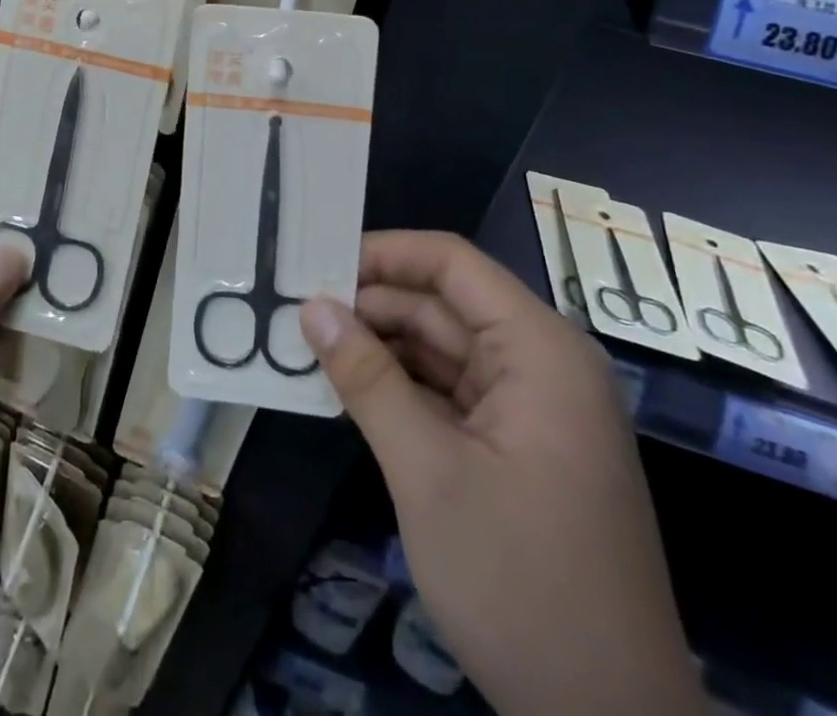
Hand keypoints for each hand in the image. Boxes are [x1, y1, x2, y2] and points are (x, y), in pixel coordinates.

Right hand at [300, 232, 701, 715]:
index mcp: (540, 350)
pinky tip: (348, 387)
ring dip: (380, 346)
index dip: (384, 252)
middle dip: (371, 303)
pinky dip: (401, 386)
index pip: (453, 263)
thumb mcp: (427, 473)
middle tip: (295, 308)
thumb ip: (366, 378)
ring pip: (443, 348)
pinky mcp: (519, 446)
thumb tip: (311, 308)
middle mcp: (541, 364)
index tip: (318, 262)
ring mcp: (532, 408)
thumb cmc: (521, 584)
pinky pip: (450, 391)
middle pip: (444, 304)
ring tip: (308, 342)